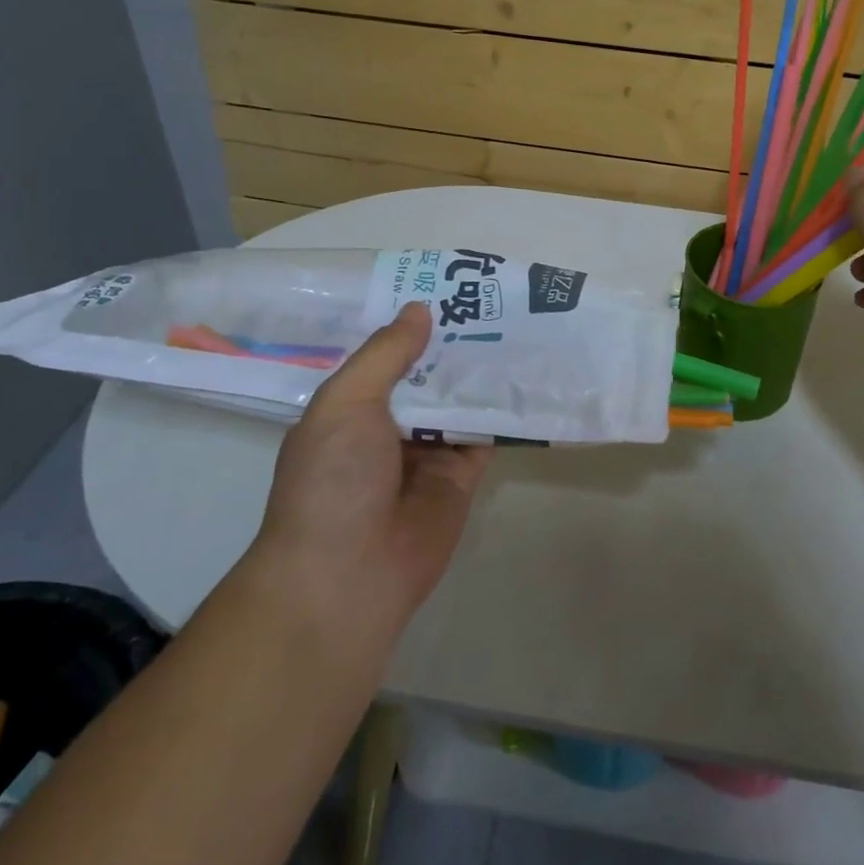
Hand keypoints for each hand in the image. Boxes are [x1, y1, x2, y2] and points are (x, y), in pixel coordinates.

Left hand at [249, 303, 490, 632]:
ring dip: (483, 372)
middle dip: (456, 344)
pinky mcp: (462, 476)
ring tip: (522, 327)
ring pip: (461, 401)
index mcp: (352, 407)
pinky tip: (531, 376)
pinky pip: (486, 435)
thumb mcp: (347, 402)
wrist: (348, 575)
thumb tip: (420, 310)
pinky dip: (504, 411)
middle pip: (430, 376)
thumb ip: (386, 355)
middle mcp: (390, 426)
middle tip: (498, 301)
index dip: (414, 325)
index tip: (448, 289)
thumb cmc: (333, 479)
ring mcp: (427, 452)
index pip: (387, 356)